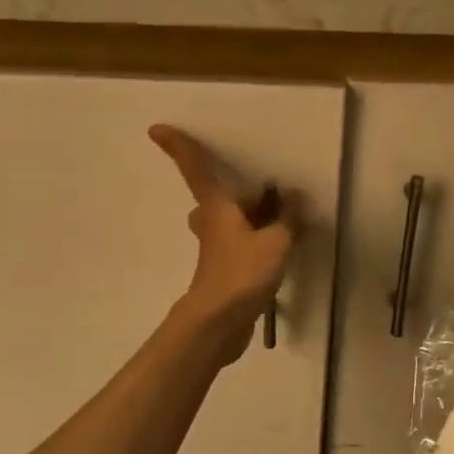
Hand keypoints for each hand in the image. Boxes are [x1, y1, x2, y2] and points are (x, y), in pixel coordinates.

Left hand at [150, 125, 299, 361]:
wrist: (219, 324)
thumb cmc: (241, 274)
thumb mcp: (275, 242)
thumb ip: (288, 219)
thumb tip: (296, 196)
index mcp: (217, 208)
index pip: (196, 170)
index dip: (179, 148)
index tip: (157, 129)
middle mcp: (212, 225)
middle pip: (214, 199)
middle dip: (230, 190)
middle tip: (261, 186)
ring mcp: (217, 251)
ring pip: (229, 223)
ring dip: (248, 216)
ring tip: (279, 213)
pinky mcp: (226, 273)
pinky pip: (242, 245)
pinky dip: (258, 240)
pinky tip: (281, 246)